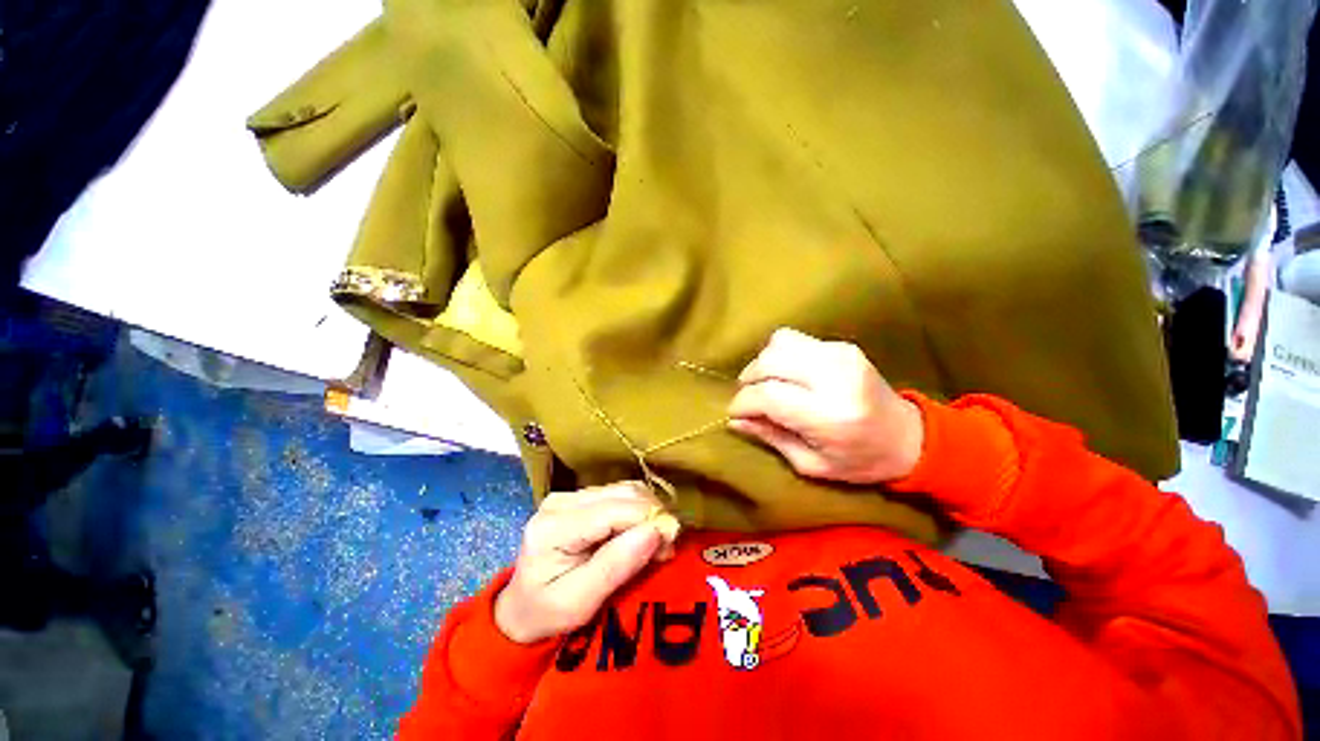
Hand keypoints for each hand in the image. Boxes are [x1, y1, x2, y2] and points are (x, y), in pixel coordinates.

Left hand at [495, 482, 679, 643]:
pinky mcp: (578, 496)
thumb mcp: (579, 603)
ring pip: (625, 489)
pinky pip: (619, 493)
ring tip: (654, 542)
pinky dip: (637, 509)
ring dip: (647, 511)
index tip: (670, 544)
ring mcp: (569, 495)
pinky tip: (640, 531)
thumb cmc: (547, 614)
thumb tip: (654, 531)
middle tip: (665, 548)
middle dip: (652, 516)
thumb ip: (615, 566)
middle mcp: (560, 501)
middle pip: (622, 494)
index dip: (649, 520)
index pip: (613, 510)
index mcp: (553, 527)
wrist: (522, 608)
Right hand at [727, 328, 923, 483]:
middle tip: (749, 399)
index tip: (735, 414)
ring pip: (778, 343)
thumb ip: (770, 437)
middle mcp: (835, 377)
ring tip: (766, 384)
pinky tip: (786, 374)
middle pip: (769, 362)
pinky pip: (794, 339)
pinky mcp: (842, 346)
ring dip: (762, 364)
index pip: (768, 395)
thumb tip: (734, 420)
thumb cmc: (859, 461)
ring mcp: (840, 354)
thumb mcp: (811, 464)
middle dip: (748, 380)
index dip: (742, 403)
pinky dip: (780, 355)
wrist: (909, 437)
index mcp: (829, 415)